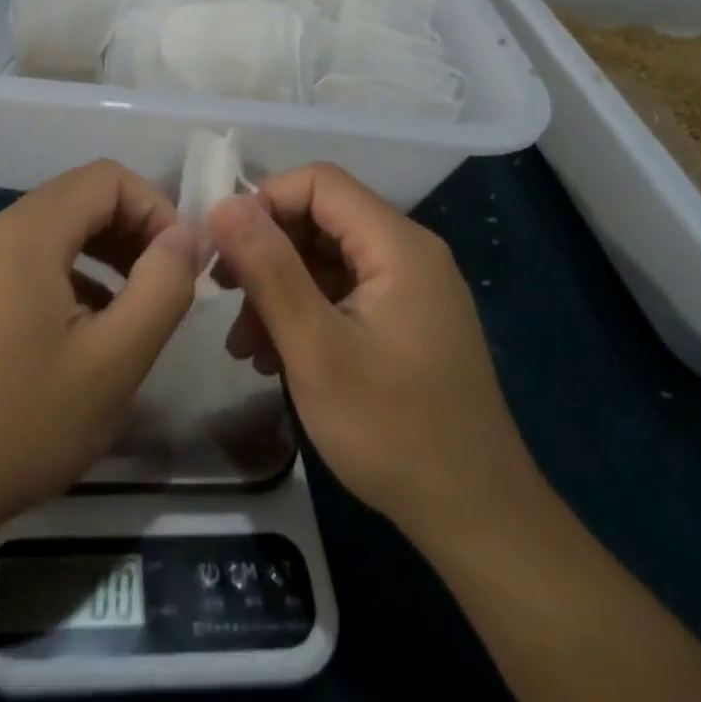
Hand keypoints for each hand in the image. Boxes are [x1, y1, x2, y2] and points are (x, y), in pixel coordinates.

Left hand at [0, 161, 205, 537]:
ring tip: (138, 305)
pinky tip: (94, 325)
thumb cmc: (24, 421)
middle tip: (165, 285)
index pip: (107, 178)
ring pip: (61, 225)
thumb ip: (162, 287)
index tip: (180, 263)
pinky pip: (37, 255)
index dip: (155, 208)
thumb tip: (187, 235)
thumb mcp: (114, 361)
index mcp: (28, 231)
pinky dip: (77, 271)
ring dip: (108, 251)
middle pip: (83, 196)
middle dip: (134, 229)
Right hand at [208, 164, 536, 536]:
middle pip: (320, 219)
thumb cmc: (393, 430)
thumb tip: (223, 204)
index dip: (265, 201)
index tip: (225, 248)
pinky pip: (342, 292)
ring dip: (278, 290)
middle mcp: (407, 252)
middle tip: (224, 296)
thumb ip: (268, 269)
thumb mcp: (315, 348)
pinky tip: (274, 358)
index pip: (319, 182)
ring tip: (244, 345)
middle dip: (266, 252)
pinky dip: (304, 313)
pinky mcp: (404, 319)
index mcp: (397, 245)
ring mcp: (408, 288)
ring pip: (325, 259)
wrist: (477, 519)